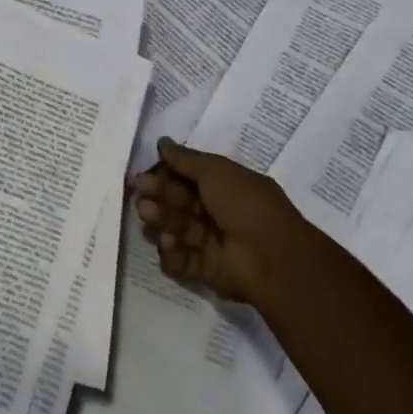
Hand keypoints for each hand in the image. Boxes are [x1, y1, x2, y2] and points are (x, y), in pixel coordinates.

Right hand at [130, 139, 319, 306]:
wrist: (271, 256)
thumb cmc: (245, 204)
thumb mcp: (216, 171)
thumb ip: (185, 159)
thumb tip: (162, 142)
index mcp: (224, 187)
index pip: (187, 178)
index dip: (165, 174)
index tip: (143, 172)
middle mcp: (216, 213)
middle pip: (178, 203)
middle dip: (158, 195)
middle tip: (141, 191)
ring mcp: (210, 243)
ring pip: (175, 229)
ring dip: (160, 219)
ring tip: (149, 215)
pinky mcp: (204, 270)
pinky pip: (178, 260)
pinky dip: (170, 251)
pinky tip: (170, 242)